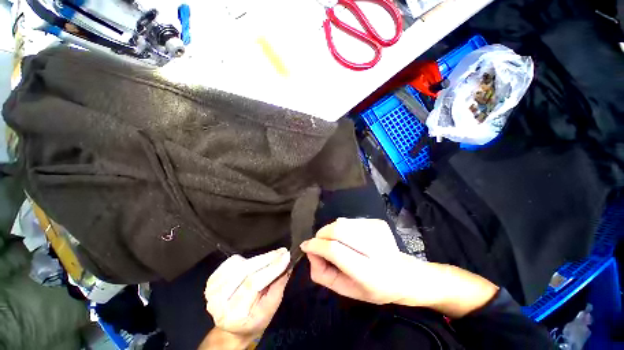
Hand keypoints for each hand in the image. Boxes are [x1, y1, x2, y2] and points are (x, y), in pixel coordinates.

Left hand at [204, 248, 290, 339]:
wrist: (233, 327)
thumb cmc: (255, 319)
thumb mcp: (271, 308)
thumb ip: (279, 285)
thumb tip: (287, 264)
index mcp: (234, 314)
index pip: (253, 284)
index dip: (271, 267)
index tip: (286, 256)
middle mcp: (218, 302)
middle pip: (245, 271)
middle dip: (267, 258)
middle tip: (282, 252)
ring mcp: (212, 290)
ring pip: (240, 264)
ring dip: (258, 259)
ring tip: (270, 260)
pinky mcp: (211, 280)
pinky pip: (232, 261)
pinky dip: (246, 259)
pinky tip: (252, 265)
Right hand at [300, 218, 412, 304]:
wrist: (403, 275)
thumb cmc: (372, 288)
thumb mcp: (345, 290)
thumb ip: (322, 274)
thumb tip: (310, 251)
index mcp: (369, 272)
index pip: (335, 250)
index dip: (317, 246)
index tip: (306, 246)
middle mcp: (376, 248)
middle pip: (338, 229)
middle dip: (322, 235)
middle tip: (319, 244)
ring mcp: (378, 231)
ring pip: (342, 223)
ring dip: (331, 231)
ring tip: (337, 242)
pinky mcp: (378, 223)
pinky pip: (350, 221)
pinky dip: (343, 229)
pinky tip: (351, 239)